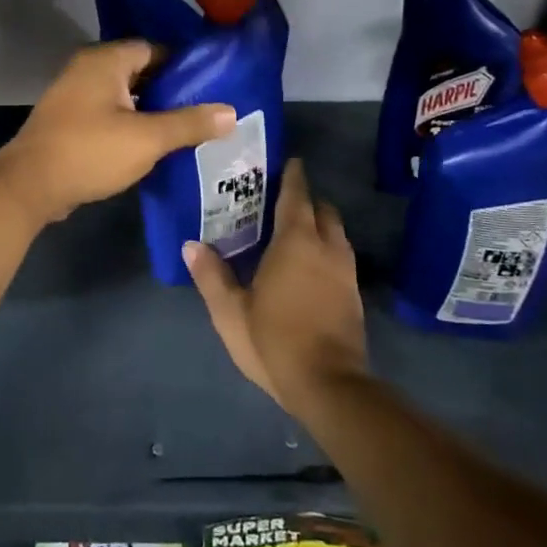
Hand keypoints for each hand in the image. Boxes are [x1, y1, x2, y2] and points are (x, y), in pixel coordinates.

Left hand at [0, 40, 233, 223]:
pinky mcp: (68, 121)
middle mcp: (87, 69)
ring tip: (185, 131)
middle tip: (204, 111)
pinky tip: (151, 147)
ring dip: (150, 111)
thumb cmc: (89, 152)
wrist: (28, 186)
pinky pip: (108, 114)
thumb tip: (231, 112)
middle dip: (170, 91)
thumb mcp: (147, 138)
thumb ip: (189, 123)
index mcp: (105, 60)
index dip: (184, 67)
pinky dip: (129, 125)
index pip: (154, 49)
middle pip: (140, 72)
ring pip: (124, 96)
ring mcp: (73, 95)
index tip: (211, 87)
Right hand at [185, 158, 369, 415]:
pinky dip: (327, 248)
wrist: (329, 385)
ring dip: (320, 224)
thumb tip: (191, 245)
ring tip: (295, 230)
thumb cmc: (275, 340)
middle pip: (323, 210)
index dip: (293, 177)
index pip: (297, 196)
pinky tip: (310, 265)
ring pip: (336, 233)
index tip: (289, 162)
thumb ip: (211, 276)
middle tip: (282, 200)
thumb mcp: (231, 312)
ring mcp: (346, 271)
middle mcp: (326, 247)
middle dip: (307, 200)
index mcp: (296, 242)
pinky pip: (341, 255)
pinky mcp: (354, 294)